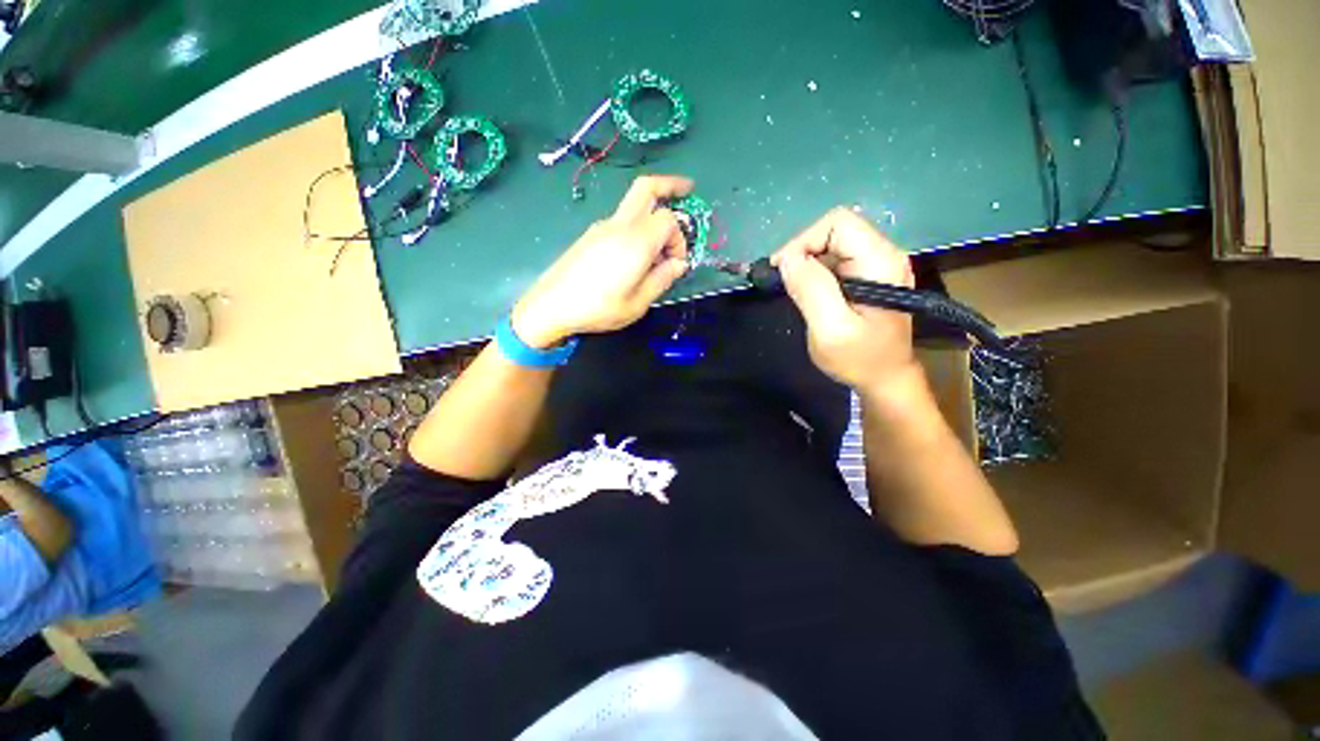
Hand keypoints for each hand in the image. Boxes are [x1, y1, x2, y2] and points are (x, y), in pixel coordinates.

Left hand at [511, 175, 692, 348]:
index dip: (679, 239)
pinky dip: (638, 226)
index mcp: (636, 241)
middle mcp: (620, 225)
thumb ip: (662, 279)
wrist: (551, 306)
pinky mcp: (591, 234)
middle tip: (688, 190)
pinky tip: (636, 256)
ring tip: (660, 248)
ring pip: (634, 203)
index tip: (675, 264)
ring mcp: (602, 226)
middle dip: (670, 184)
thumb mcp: (637, 303)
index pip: (669, 220)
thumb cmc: (598, 308)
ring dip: (654, 213)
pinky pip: (622, 220)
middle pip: (646, 187)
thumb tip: (678, 264)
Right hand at [772, 208, 918, 395]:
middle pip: (835, 230)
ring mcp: (878, 264)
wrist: (885, 379)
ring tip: (793, 291)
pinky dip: (815, 272)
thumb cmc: (859, 359)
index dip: (804, 241)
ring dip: (807, 264)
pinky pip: (835, 260)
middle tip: (784, 283)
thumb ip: (811, 290)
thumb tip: (787, 259)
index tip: (783, 271)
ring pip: (832, 244)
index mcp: (880, 262)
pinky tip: (808, 294)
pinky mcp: (869, 275)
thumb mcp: (830, 329)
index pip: (837, 223)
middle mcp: (884, 254)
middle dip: (803, 252)